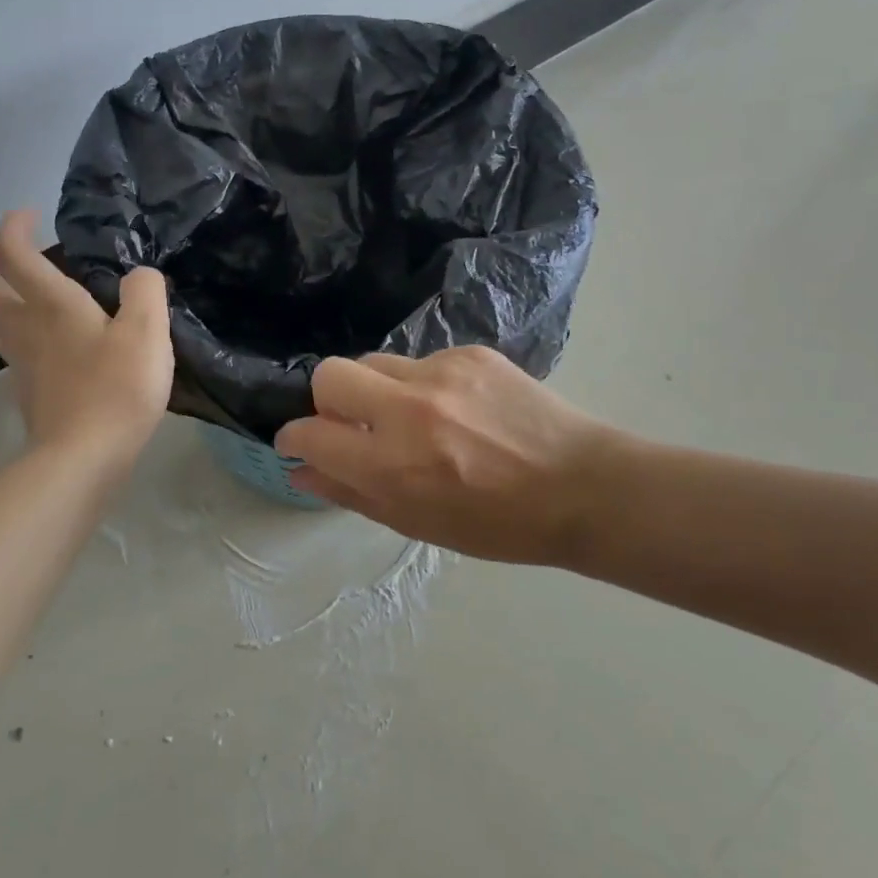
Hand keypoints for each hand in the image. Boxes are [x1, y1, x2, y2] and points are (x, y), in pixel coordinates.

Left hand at [0, 210, 172, 469]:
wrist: (83, 459)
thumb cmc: (116, 389)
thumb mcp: (147, 333)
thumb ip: (146, 293)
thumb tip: (138, 276)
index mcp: (51, 305)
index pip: (10, 253)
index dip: (12, 227)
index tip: (29, 215)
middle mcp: (26, 330)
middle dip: (4, 273)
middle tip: (38, 270)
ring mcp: (22, 367)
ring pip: (0, 327)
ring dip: (13, 309)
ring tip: (50, 310)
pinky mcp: (29, 397)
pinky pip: (20, 359)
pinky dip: (33, 347)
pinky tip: (64, 358)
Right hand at [275, 346, 621, 566]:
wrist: (582, 487)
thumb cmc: (498, 524)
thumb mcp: (417, 523)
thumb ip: (352, 493)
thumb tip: (301, 469)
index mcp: (393, 465)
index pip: (310, 433)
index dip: (295, 439)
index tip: (303, 444)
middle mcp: (409, 410)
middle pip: (330, 374)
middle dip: (327, 400)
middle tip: (353, 424)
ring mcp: (442, 374)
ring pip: (375, 362)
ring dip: (378, 390)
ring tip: (413, 418)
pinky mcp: (471, 353)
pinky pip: (422, 361)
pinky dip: (423, 384)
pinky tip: (457, 409)